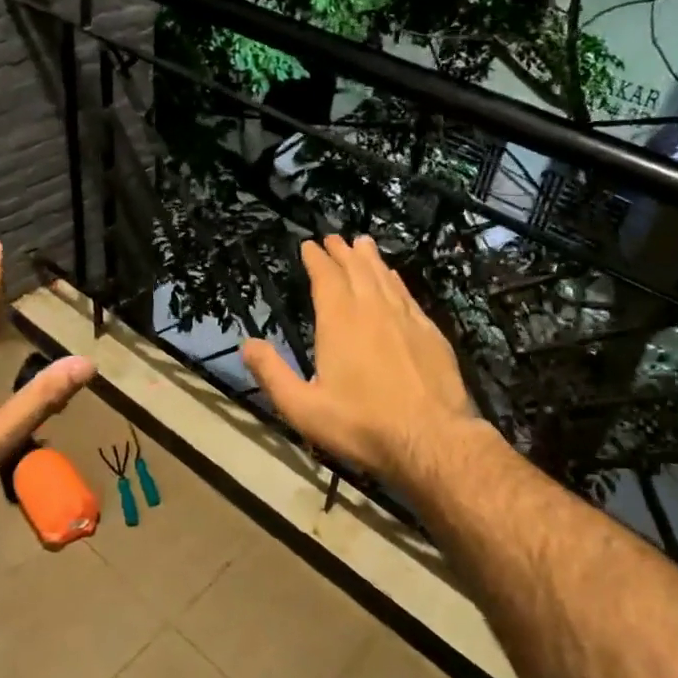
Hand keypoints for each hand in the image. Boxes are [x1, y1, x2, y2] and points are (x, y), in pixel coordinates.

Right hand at [240, 235, 484, 492]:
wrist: (431, 439)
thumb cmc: (361, 425)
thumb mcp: (303, 408)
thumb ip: (272, 374)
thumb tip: (247, 344)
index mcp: (339, 322)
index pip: (326, 278)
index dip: (316, 259)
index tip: (309, 245)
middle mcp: (373, 310)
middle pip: (356, 270)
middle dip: (342, 252)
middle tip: (334, 237)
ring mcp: (406, 319)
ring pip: (384, 278)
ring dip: (370, 259)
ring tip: (363, 244)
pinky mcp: (431, 333)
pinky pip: (407, 295)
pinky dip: (395, 281)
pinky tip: (394, 279)